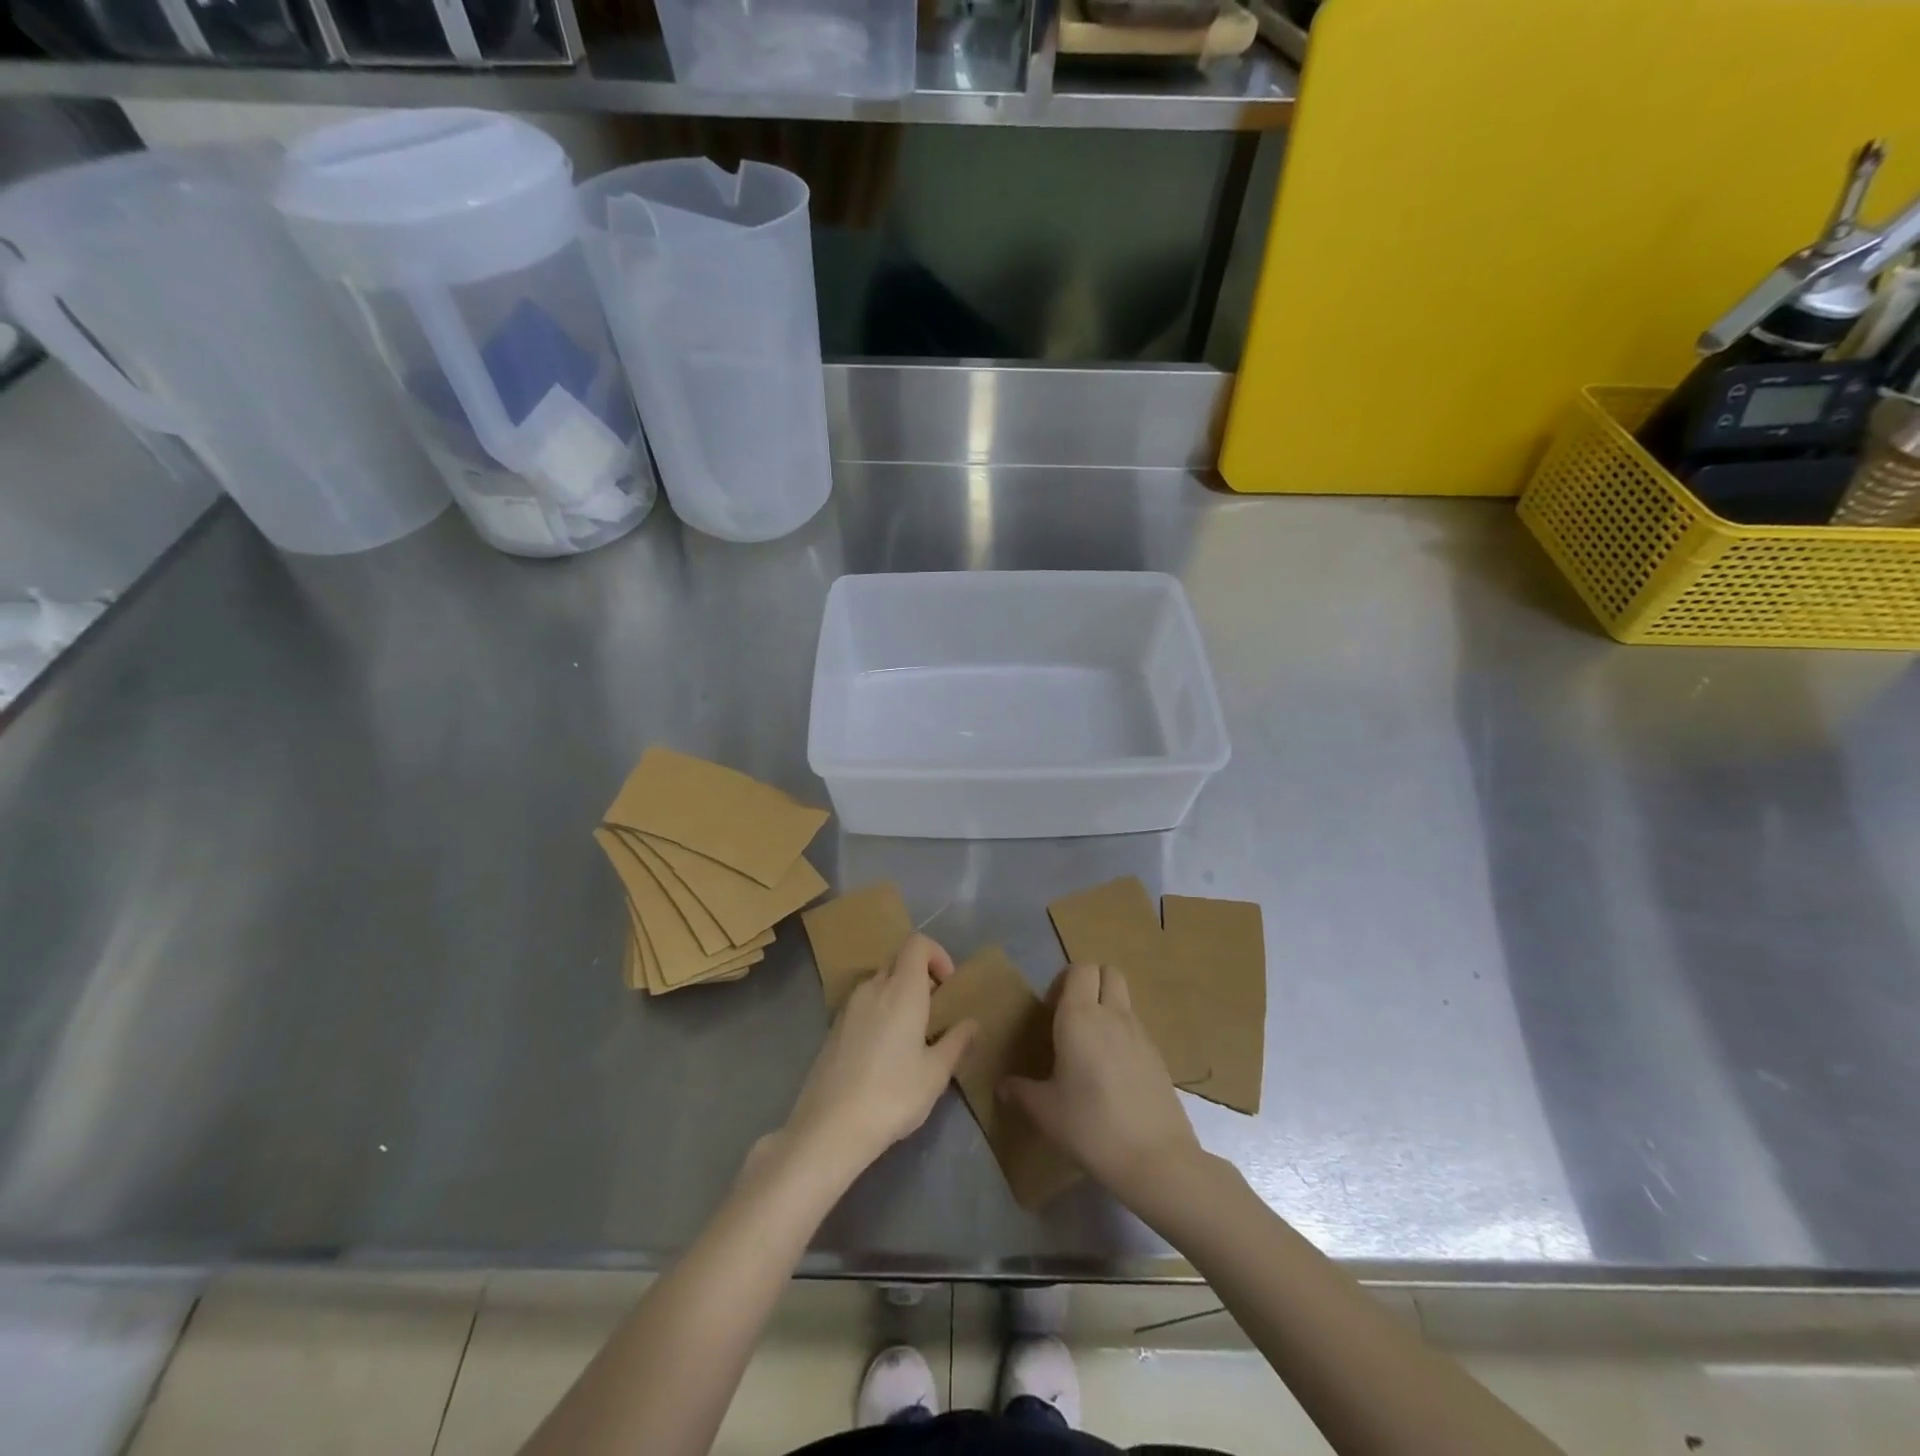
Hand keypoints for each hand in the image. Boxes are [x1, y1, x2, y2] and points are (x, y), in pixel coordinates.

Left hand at [781, 934, 975, 1181]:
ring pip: (879, 983)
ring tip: (911, 1036)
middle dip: (920, 977)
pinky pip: (863, 1004)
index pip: (917, 943)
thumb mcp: (935, 1073)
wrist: (830, 1127)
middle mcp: (873, 988)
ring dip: (898, 995)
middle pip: (898, 961)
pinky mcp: (833, 1028)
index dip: (937, 955)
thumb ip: (956, 1042)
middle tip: (934, 1013)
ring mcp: (848, 1007)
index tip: (948, 987)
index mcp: (901, 989)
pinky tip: (884, 1053)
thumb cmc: (892, 1095)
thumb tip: (972, 1023)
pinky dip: (879, 1012)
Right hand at [1001, 963, 1203, 1208]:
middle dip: (1090, 983)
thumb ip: (1021, 1092)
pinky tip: (1111, 1072)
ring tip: (1090, 1047)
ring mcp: (1140, 1033)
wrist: (1156, 1159)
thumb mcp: (1046, 1112)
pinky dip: (1122, 1034)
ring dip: (1107, 1007)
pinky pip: (1136, 1027)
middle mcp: (1112, 1014)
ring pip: (1124, 998)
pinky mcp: (1158, 1055)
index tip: (1050, 1011)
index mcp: (1080, 1017)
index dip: (1064, 981)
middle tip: (1071, 1017)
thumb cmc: (1091, 1127)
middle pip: (1108, 972)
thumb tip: (1003, 1086)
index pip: (1080, 969)